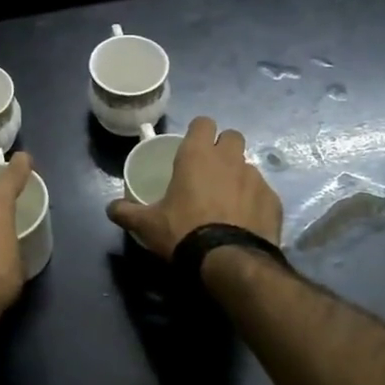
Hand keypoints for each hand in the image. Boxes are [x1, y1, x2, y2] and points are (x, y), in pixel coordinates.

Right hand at [106, 117, 281, 259]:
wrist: (231, 262)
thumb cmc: (184, 232)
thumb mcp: (147, 225)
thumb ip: (126, 212)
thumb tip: (111, 208)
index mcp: (197, 155)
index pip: (203, 122)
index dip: (197, 132)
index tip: (190, 147)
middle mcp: (229, 159)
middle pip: (232, 136)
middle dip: (223, 148)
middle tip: (209, 170)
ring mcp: (256, 178)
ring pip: (248, 165)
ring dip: (238, 176)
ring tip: (226, 201)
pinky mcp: (273, 200)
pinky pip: (262, 192)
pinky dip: (254, 201)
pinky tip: (244, 221)